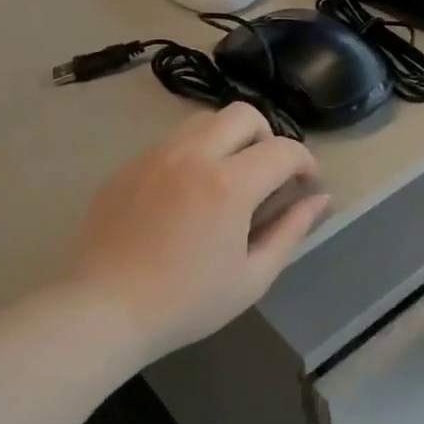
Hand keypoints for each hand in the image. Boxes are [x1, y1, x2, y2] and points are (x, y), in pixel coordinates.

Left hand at [65, 103, 328, 361]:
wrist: (103, 310)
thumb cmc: (186, 302)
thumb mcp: (253, 277)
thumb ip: (291, 231)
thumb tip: (320, 199)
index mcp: (229, 185)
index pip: (283, 149)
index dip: (305, 162)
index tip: (306, 185)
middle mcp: (193, 156)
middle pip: (243, 114)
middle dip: (267, 136)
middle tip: (267, 174)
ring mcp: (155, 156)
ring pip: (204, 120)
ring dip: (229, 139)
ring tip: (228, 178)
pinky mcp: (128, 166)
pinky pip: (171, 141)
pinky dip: (194, 153)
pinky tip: (188, 193)